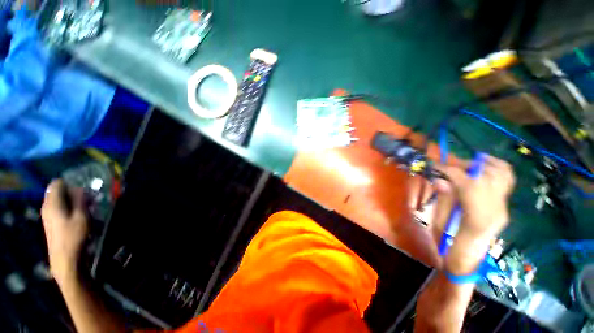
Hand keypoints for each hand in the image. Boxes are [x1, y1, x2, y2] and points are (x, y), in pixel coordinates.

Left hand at [41, 180, 88, 285]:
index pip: (57, 183)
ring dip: (72, 201)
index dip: (71, 183)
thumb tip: (80, 188)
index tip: (83, 190)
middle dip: (72, 192)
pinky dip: (69, 208)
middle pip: (57, 191)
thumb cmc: (74, 235)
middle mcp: (47, 206)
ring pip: (59, 200)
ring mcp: (47, 215)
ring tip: (85, 208)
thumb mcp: (82, 216)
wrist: (65, 258)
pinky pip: (59, 208)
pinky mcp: (51, 223)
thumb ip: (80, 200)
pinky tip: (78, 216)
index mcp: (52, 203)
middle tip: (87, 199)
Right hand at [432, 156, 514, 272]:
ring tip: (466, 164)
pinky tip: (485, 164)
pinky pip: (506, 181)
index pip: (469, 185)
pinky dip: (497, 168)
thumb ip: (443, 201)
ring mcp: (503, 208)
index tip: (435, 166)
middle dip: (466, 166)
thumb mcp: (439, 225)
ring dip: (484, 164)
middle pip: (488, 177)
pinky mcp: (503, 206)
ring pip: (503, 175)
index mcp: (477, 218)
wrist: (468, 261)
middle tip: (448, 166)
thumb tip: (440, 180)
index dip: (451, 172)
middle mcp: (496, 210)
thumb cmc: (448, 246)